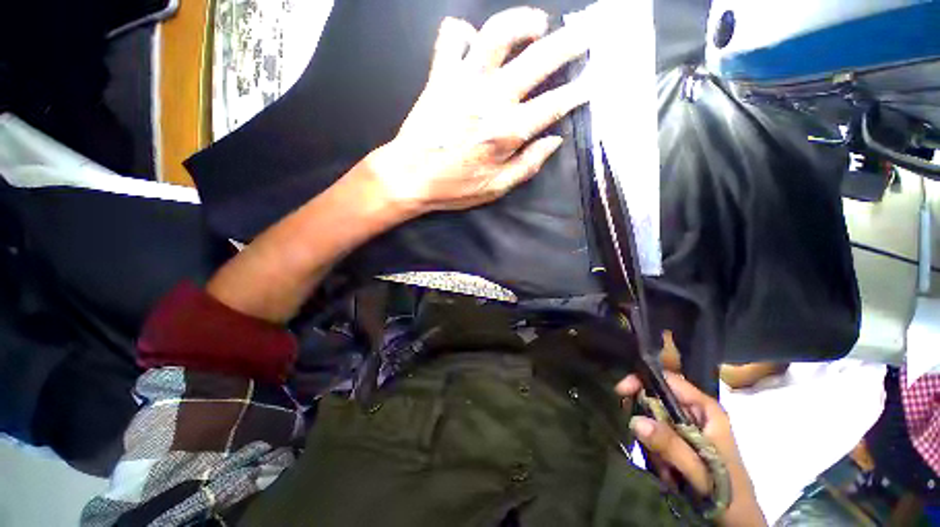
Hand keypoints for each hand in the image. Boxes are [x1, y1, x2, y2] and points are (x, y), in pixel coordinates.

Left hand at [365, 7, 588, 216]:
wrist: (409, 177)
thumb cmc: (453, 187)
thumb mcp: (495, 188)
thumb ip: (527, 165)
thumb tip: (554, 141)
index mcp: (507, 132)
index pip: (554, 104)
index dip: (578, 90)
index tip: (593, 81)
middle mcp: (491, 100)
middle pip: (537, 60)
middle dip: (568, 44)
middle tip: (585, 35)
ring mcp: (464, 83)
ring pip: (497, 34)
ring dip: (522, 22)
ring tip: (538, 25)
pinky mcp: (440, 76)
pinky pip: (451, 39)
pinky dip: (463, 32)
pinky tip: (473, 41)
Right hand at [616, 373, 766, 526]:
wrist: (739, 521)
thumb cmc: (726, 493)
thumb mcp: (698, 469)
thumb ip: (670, 445)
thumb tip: (635, 420)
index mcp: (706, 409)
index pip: (668, 380)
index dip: (642, 380)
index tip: (620, 392)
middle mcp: (697, 412)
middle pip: (658, 398)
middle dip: (647, 421)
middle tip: (645, 444)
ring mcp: (690, 426)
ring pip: (655, 419)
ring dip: (653, 442)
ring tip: (665, 468)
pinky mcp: (684, 440)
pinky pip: (659, 435)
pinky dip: (656, 451)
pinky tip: (667, 471)